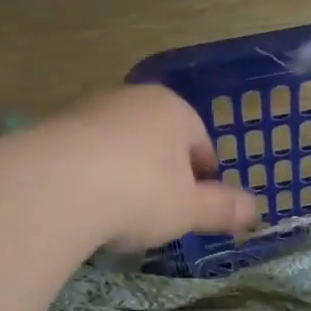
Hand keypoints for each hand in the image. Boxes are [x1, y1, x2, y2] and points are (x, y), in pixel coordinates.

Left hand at [40, 85, 258, 250]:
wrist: (55, 186)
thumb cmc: (139, 193)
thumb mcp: (189, 209)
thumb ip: (223, 208)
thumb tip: (256, 211)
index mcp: (174, 109)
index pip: (201, 142)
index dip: (204, 178)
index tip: (197, 207)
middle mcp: (133, 98)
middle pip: (158, 139)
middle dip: (162, 173)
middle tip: (159, 212)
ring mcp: (90, 108)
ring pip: (120, 144)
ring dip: (124, 172)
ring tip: (119, 212)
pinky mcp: (53, 126)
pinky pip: (85, 153)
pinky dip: (90, 175)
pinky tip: (85, 204)